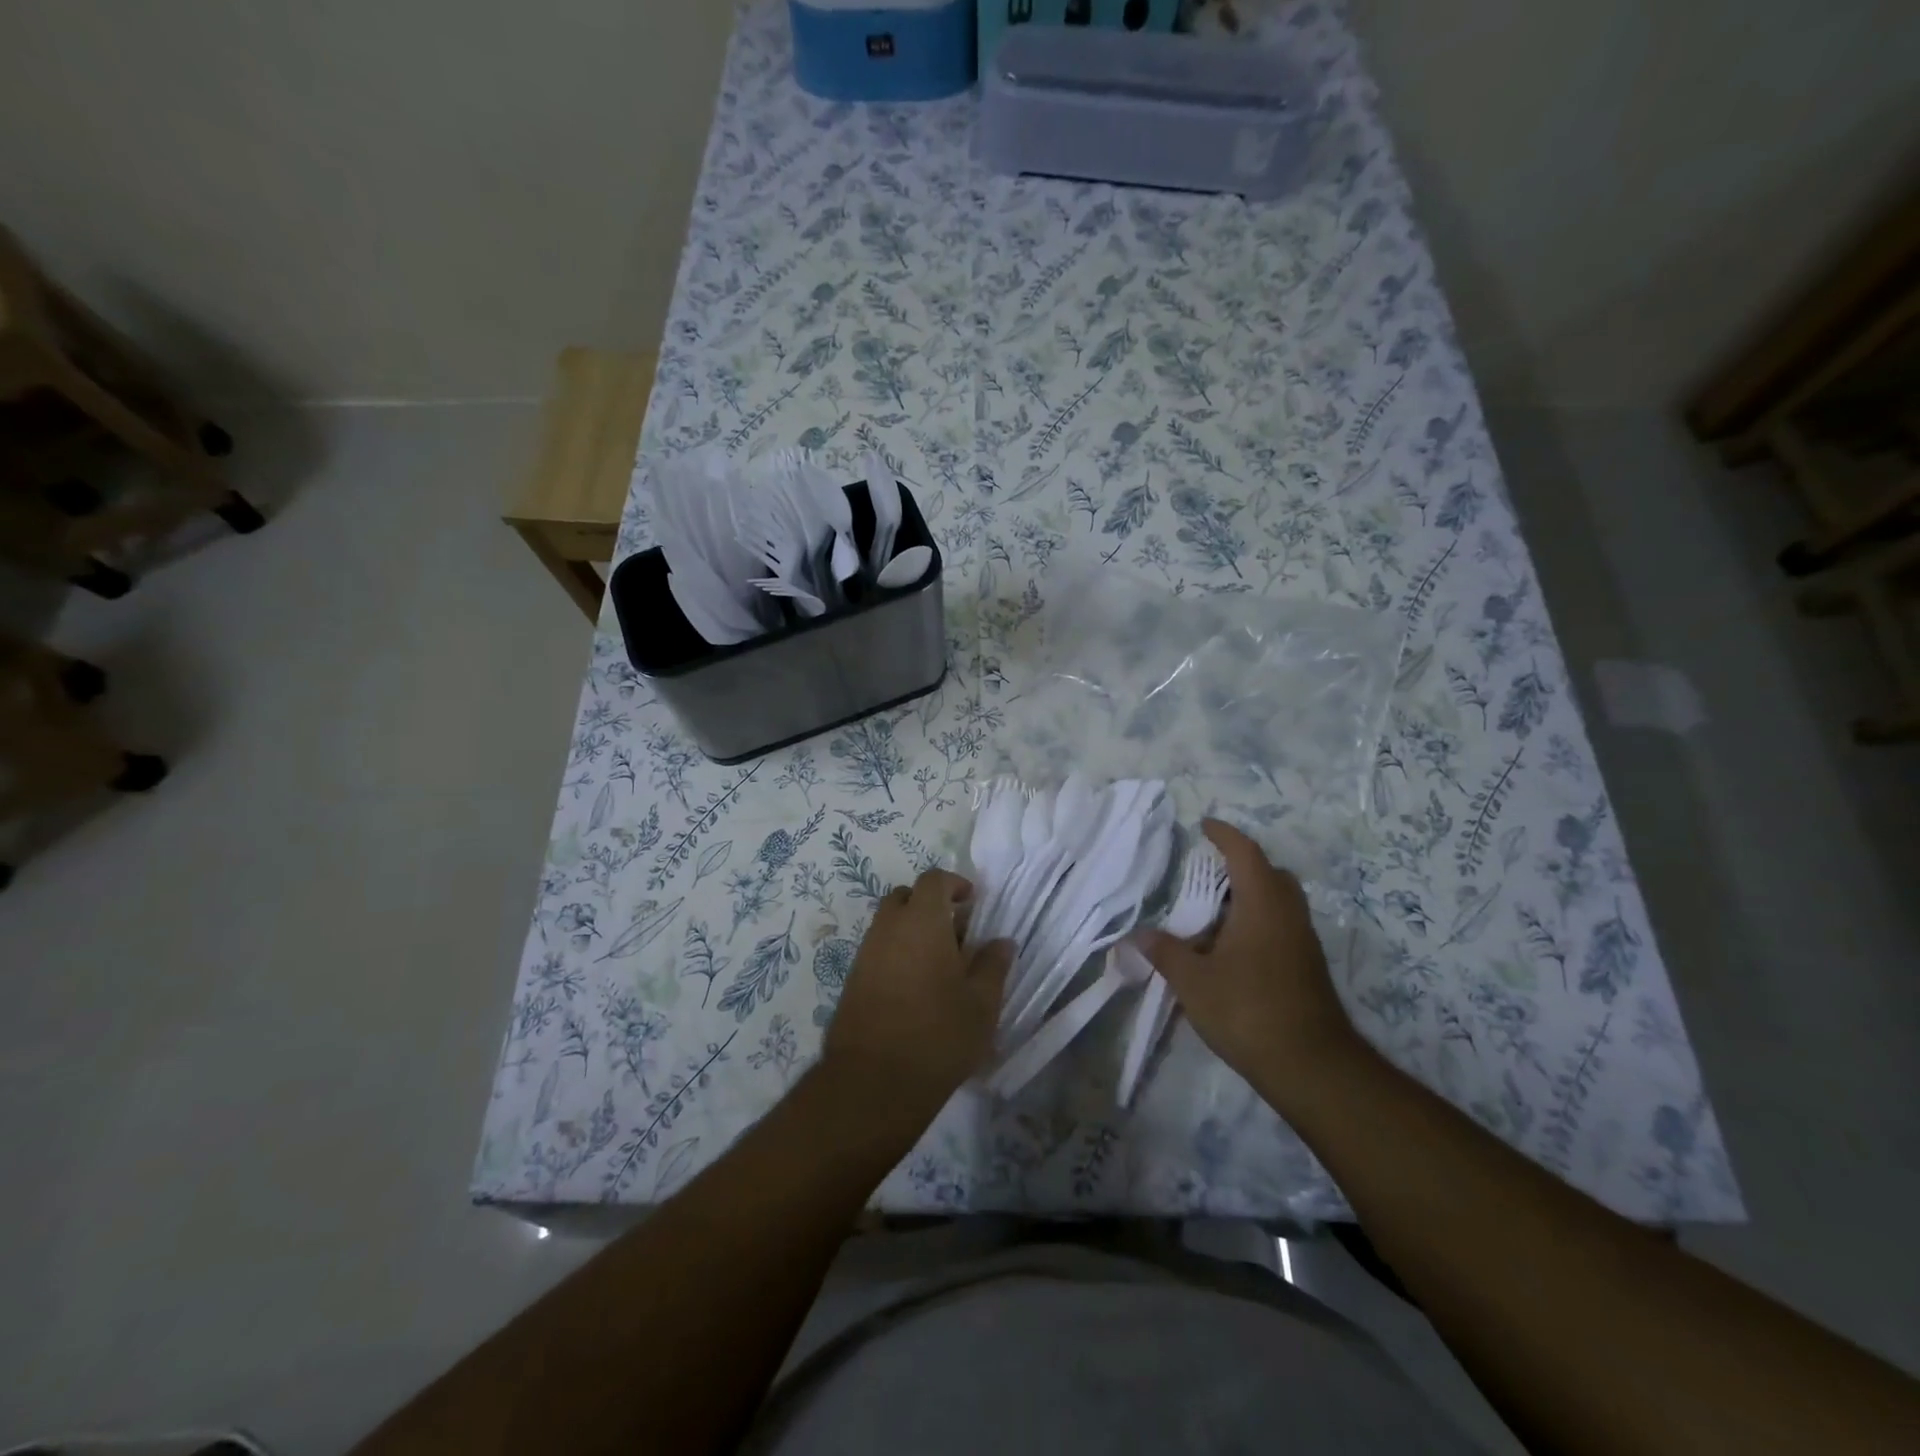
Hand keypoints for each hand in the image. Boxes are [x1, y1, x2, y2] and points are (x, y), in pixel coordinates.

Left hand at [823, 869, 1014, 1121]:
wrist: (874, 1082)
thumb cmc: (938, 1034)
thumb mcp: (982, 1003)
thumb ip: (993, 965)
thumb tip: (1001, 941)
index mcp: (921, 921)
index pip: (933, 880)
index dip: (954, 884)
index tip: (972, 902)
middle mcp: (888, 928)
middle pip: (906, 898)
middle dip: (929, 906)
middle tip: (955, 933)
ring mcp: (865, 954)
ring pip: (889, 925)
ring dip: (912, 932)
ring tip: (939, 966)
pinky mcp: (852, 981)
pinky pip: (878, 951)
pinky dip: (897, 955)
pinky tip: (916, 990)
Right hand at [1133, 820, 1365, 1107]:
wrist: (1310, 1065)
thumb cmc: (1247, 1009)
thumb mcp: (1193, 981)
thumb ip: (1165, 952)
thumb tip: (1138, 934)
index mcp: (1262, 904)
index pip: (1244, 853)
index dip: (1224, 835)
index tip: (1204, 825)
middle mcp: (1288, 914)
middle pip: (1270, 873)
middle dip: (1241, 865)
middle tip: (1208, 872)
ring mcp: (1303, 941)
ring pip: (1279, 902)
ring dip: (1250, 896)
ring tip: (1213, 912)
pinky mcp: (1307, 967)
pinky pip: (1281, 926)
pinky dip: (1258, 922)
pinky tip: (1231, 948)